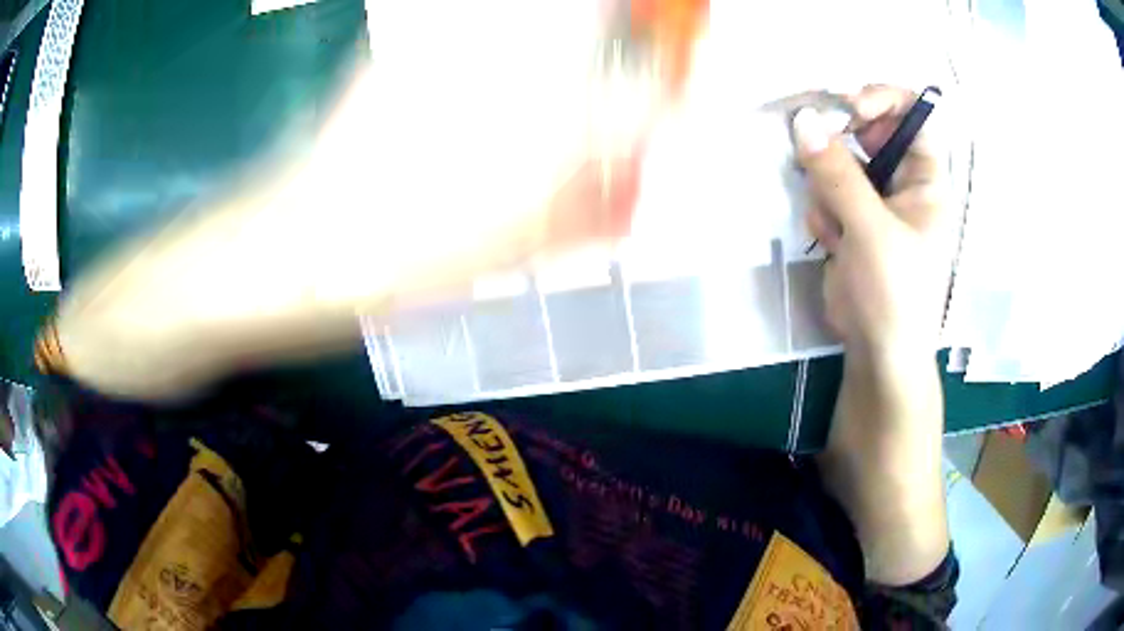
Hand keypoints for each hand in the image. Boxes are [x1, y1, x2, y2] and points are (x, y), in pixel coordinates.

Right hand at [793, 86, 952, 364]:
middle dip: (842, 146)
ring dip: (828, 187)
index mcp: (925, 178)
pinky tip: (833, 244)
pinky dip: (823, 211)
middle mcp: (902, 180)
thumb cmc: (895, 294)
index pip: (911, 114)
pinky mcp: (850, 218)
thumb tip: (803, 121)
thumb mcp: (872, 232)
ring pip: (839, 160)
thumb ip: (838, 175)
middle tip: (822, 162)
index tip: (848, 107)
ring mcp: (874, 198)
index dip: (882, 99)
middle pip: (868, 131)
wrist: (877, 351)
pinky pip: (825, 190)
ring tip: (836, 228)